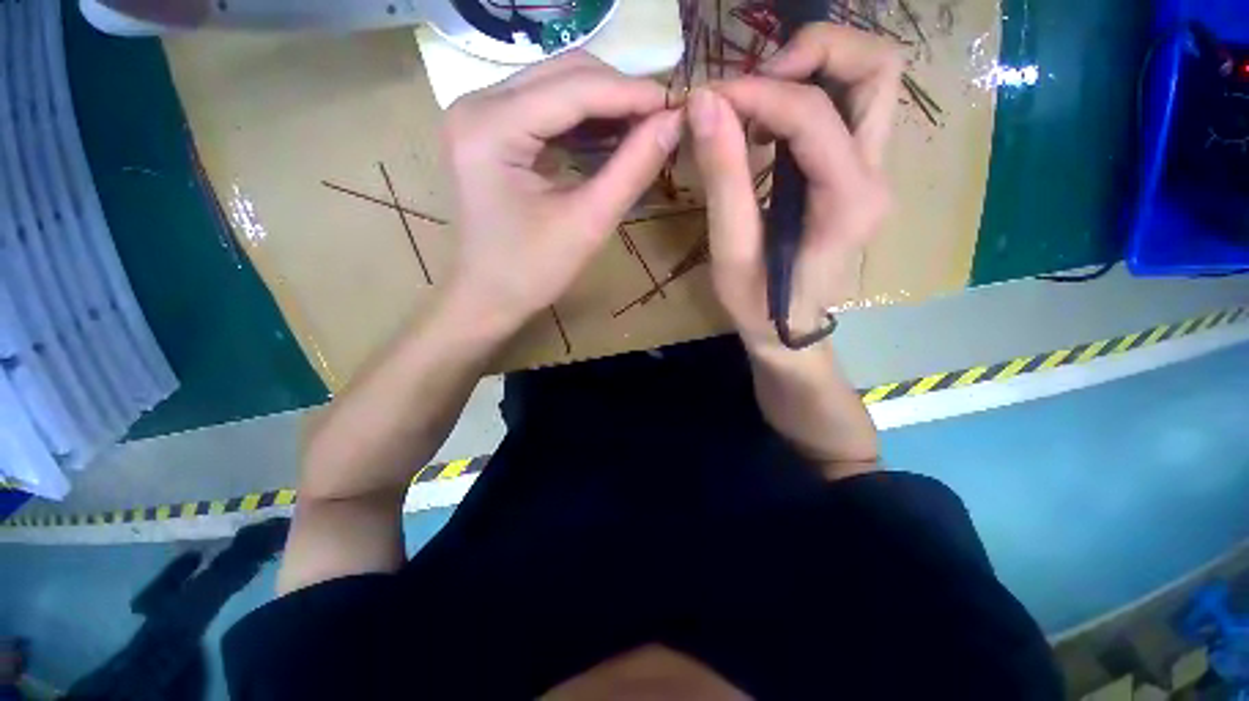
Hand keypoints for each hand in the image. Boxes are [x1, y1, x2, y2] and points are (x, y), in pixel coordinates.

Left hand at [440, 52, 681, 337]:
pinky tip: (614, 135)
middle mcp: (478, 103)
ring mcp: (481, 114)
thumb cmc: (531, 272)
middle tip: (664, 119)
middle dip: (620, 93)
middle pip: (564, 73)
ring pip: (557, 84)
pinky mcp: (491, 130)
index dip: (633, 93)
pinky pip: (547, 108)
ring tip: (646, 127)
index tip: (680, 104)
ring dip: (605, 103)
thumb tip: (674, 123)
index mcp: (491, 127)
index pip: (575, 88)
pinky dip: (585, 119)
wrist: (488, 297)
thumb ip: (632, 169)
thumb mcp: (587, 223)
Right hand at [688, 25, 901, 353]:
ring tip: (759, 100)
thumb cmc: (758, 304)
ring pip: (870, 81)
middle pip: (877, 68)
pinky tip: (768, 127)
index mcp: (848, 202)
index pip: (813, 114)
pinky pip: (848, 109)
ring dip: (815, 69)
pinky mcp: (857, 175)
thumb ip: (724, 177)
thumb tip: (703, 102)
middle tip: (756, 82)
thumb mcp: (731, 251)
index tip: (708, 99)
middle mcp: (876, 176)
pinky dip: (810, 95)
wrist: (789, 330)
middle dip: (814, 53)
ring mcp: (874, 173)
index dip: (757, 92)